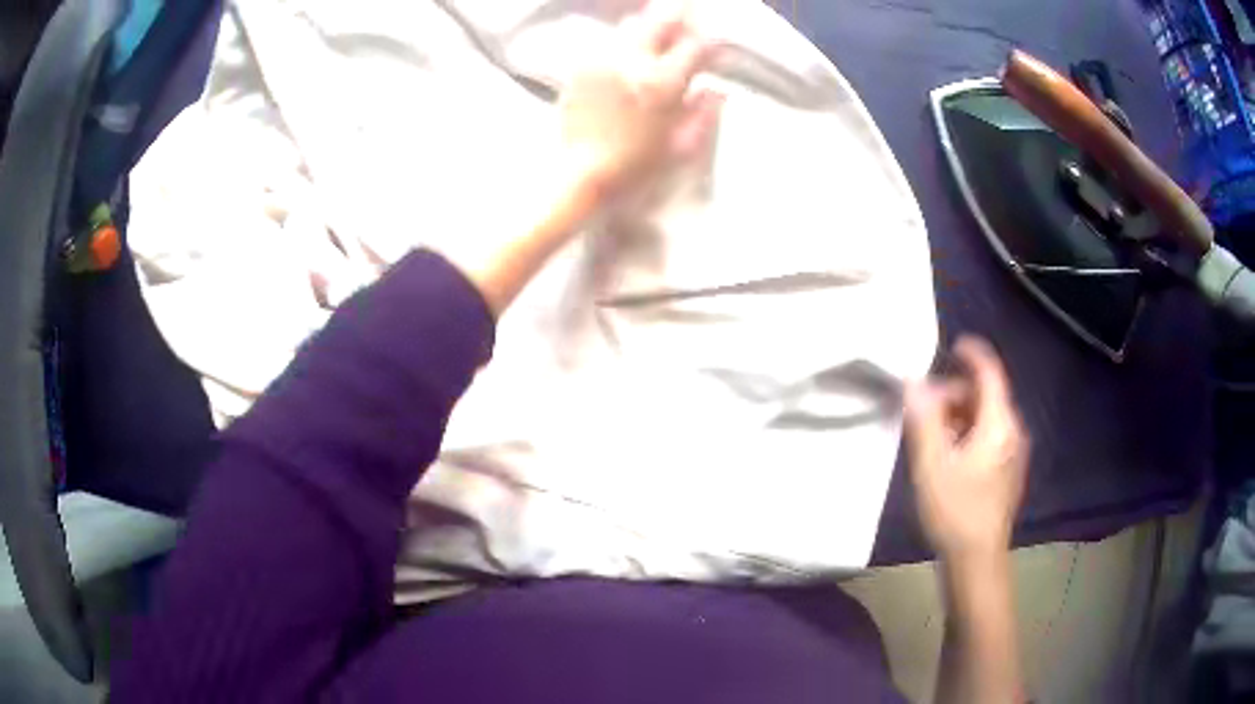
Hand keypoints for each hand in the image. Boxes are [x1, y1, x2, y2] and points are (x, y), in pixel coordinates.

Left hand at [559, 0, 723, 198]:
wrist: (579, 174)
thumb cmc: (634, 169)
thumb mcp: (681, 149)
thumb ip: (703, 115)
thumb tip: (717, 91)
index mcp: (663, 83)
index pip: (695, 46)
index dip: (708, 44)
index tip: (713, 49)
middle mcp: (632, 62)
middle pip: (660, 20)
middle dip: (679, 16)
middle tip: (688, 14)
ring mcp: (602, 61)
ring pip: (631, 25)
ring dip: (649, 25)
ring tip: (657, 35)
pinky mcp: (579, 67)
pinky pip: (606, 42)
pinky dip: (622, 42)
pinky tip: (627, 56)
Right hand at [904, 336, 1029, 563]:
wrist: (977, 560)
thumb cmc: (955, 510)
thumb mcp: (932, 464)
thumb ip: (923, 419)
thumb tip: (912, 380)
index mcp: (998, 424)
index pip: (990, 373)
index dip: (972, 354)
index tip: (951, 345)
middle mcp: (1012, 431)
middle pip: (985, 395)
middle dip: (954, 393)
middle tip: (923, 408)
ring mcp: (1012, 453)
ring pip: (986, 417)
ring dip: (958, 415)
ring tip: (930, 436)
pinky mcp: (1006, 471)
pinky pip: (988, 436)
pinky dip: (967, 433)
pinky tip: (947, 456)